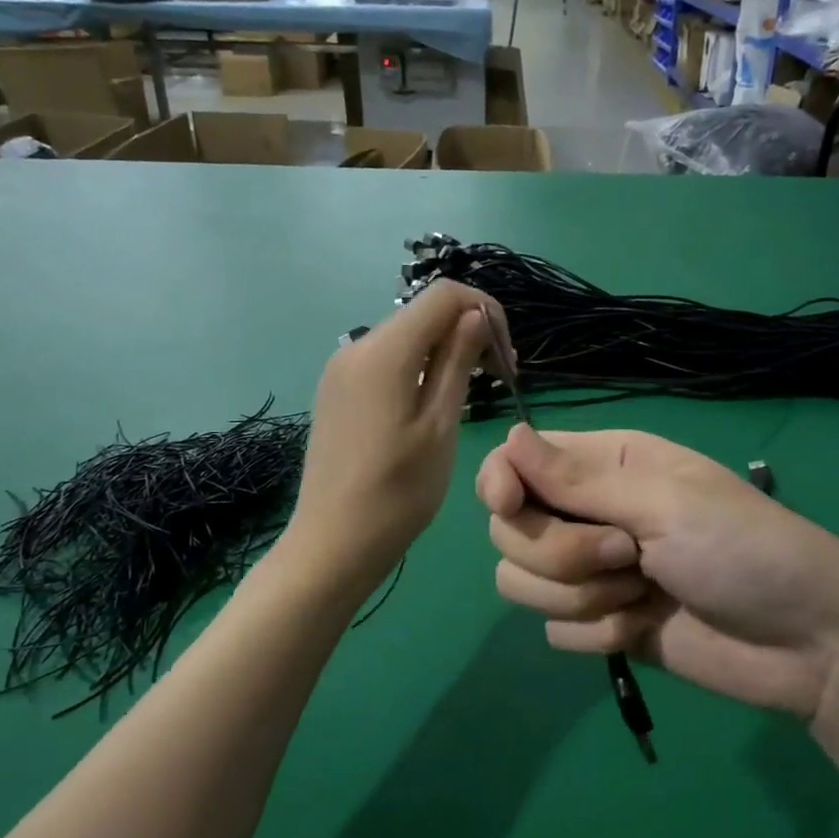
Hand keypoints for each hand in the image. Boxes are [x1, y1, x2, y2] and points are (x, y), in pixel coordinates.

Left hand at [286, 280, 501, 592]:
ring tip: (471, 391)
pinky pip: (387, 358)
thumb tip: (475, 314)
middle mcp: (356, 347)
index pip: (444, 294)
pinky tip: (434, 401)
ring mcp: (342, 367)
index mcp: (383, 352)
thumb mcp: (440, 426)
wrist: (332, 543)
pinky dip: (419, 364)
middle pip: (423, 312)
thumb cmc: (398, 493)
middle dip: (467, 329)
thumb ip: (457, 362)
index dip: (484, 308)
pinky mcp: (338, 388)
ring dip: (445, 348)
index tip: (505, 354)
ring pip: (406, 335)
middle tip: (497, 376)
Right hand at [475, 427, 838, 717]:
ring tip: (642, 593)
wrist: (806, 643)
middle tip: (628, 555)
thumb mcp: (663, 503)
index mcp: (603, 464)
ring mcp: (591, 573)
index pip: (515, 462)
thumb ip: (577, 481)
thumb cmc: (743, 548)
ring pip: (522, 582)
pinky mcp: (600, 625)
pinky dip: (598, 634)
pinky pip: (555, 632)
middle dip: (561, 552)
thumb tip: (508, 435)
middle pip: (510, 530)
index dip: (499, 481)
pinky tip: (644, 629)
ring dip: (581, 596)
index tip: (508, 505)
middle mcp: (587, 513)